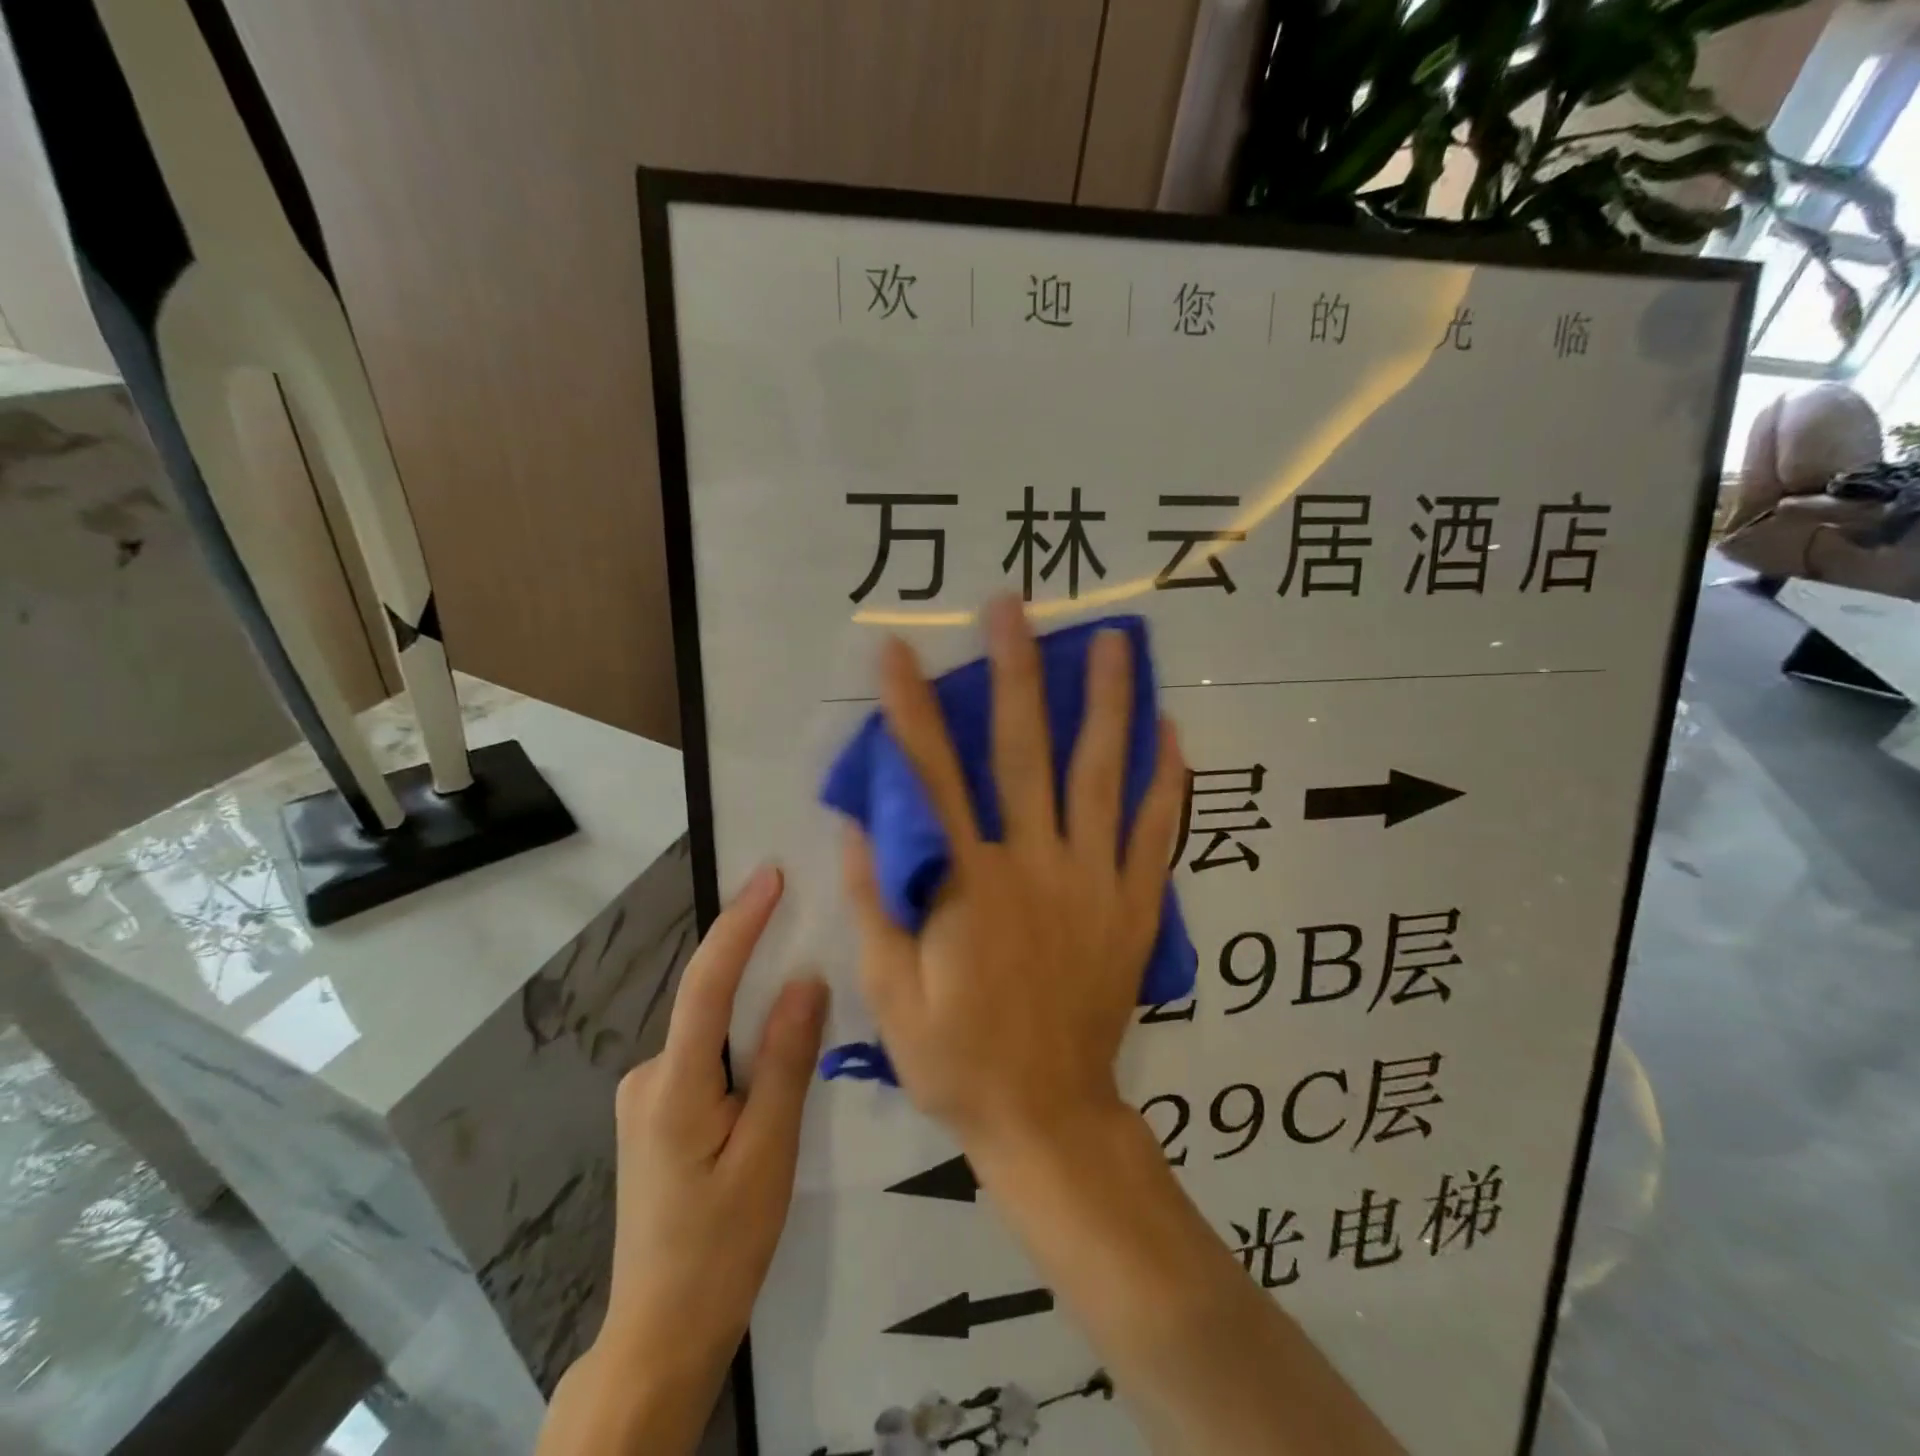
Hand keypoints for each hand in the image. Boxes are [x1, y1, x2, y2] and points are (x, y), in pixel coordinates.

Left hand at [597, 865, 826, 1392]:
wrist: (661, 1334)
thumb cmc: (722, 1247)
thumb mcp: (768, 1154)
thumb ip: (785, 1062)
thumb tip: (805, 980)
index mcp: (674, 1086)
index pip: (707, 983)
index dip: (740, 924)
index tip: (771, 876)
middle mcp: (648, 1077)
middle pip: (711, 1004)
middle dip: (758, 968)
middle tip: (811, 939)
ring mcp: (646, 1097)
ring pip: (712, 1034)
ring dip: (755, 1019)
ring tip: (807, 1019)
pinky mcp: (656, 1114)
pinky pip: (706, 1059)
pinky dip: (742, 1049)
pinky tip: (772, 1077)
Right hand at [842, 596, 1184, 1153]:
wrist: (1047, 1116)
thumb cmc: (957, 1058)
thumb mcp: (891, 995)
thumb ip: (877, 904)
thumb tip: (862, 826)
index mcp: (967, 886)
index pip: (931, 781)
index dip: (910, 712)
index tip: (898, 653)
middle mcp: (1034, 867)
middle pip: (1023, 755)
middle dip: (1016, 675)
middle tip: (1016, 609)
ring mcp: (1093, 882)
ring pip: (1101, 777)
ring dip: (1106, 704)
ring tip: (1116, 643)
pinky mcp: (1133, 906)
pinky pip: (1154, 833)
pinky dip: (1164, 780)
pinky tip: (1169, 731)